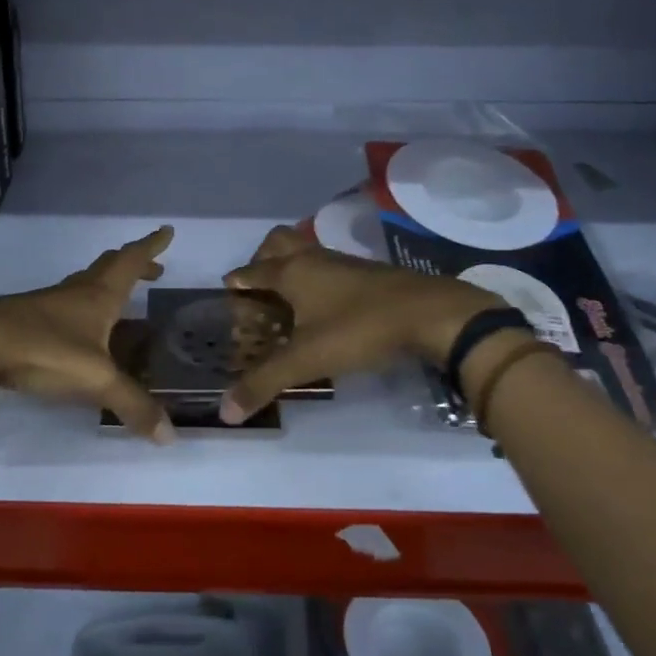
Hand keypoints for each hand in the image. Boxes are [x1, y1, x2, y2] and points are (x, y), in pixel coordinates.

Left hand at [0, 226, 175, 442]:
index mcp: (99, 296)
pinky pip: (67, 309)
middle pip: (108, 268)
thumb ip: (132, 404)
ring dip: (107, 288)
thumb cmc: (44, 350)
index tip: (166, 231)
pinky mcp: (28, 321)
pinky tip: (82, 334)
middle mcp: (76, 293)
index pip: (131, 261)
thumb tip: (170, 436)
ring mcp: (48, 305)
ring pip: (85, 287)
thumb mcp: (96, 379)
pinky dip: (85, 313)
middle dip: (133, 266)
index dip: (151, 246)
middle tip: (154, 270)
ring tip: (122, 304)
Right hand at [218, 226, 504, 423]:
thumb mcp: (306, 360)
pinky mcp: (368, 273)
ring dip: (292, 265)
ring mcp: (343, 263)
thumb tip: (225, 412)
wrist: (430, 313)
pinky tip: (326, 304)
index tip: (227, 291)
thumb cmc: (358, 329)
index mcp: (292, 272)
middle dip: (262, 258)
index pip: (252, 271)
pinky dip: (318, 277)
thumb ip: (263, 383)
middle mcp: (313, 259)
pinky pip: (330, 265)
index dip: (237, 281)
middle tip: (258, 286)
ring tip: (288, 297)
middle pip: (278, 242)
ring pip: (307, 251)